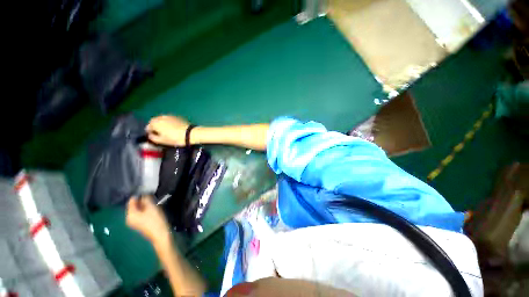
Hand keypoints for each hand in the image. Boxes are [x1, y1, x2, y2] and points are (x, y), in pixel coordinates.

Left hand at [126, 196, 170, 244]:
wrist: (161, 234)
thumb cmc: (155, 220)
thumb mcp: (151, 207)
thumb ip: (146, 199)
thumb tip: (143, 194)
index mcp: (130, 215)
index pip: (131, 201)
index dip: (139, 195)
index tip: (148, 193)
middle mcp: (129, 219)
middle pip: (134, 206)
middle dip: (142, 201)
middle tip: (152, 199)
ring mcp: (134, 222)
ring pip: (138, 209)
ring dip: (145, 206)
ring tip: (154, 204)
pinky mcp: (140, 224)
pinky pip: (141, 214)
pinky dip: (146, 210)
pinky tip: (153, 210)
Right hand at [146, 115, 189, 146]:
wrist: (190, 133)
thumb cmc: (174, 138)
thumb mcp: (161, 141)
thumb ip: (152, 138)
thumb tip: (150, 135)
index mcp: (154, 122)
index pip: (148, 128)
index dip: (151, 133)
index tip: (155, 138)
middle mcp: (160, 117)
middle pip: (155, 122)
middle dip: (156, 128)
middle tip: (161, 135)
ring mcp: (169, 116)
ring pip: (162, 120)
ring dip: (163, 125)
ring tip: (167, 132)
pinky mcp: (177, 117)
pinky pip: (169, 120)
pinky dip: (169, 123)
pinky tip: (174, 129)